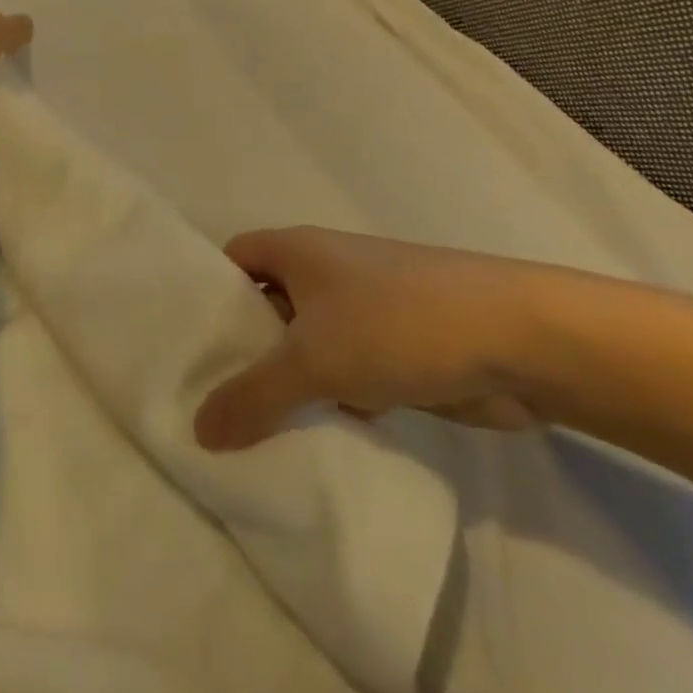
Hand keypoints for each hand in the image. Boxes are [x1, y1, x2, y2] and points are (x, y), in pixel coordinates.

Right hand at [194, 227, 551, 450]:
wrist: (512, 339)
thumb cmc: (396, 323)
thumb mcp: (312, 358)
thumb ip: (252, 395)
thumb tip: (196, 429)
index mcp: (298, 251)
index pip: (234, 259)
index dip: (207, 292)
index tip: (180, 340)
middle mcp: (324, 274)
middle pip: (265, 306)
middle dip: (241, 350)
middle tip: (201, 401)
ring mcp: (361, 312)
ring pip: (305, 347)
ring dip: (285, 384)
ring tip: (243, 434)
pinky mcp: (391, 351)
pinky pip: (342, 374)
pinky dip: (328, 402)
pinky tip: (310, 442)